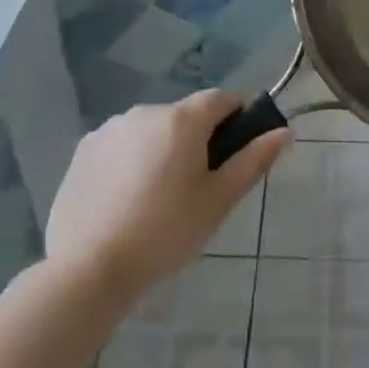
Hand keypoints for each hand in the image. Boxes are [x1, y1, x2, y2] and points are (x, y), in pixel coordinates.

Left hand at [46, 90, 288, 301]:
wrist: (88, 269)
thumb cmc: (165, 233)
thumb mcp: (218, 201)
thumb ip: (253, 161)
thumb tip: (284, 132)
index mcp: (183, 120)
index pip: (222, 98)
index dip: (237, 117)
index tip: (237, 149)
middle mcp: (146, 111)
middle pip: (185, 115)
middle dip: (197, 140)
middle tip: (197, 187)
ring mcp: (110, 128)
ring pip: (151, 130)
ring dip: (162, 149)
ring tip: (156, 199)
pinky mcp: (84, 149)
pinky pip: (121, 145)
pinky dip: (130, 161)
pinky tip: (124, 200)